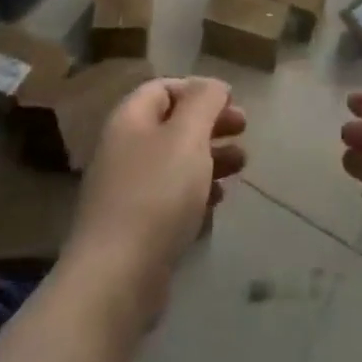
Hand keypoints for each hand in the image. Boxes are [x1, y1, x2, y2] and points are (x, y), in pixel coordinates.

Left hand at [65, 76, 246, 327]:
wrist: (117, 277)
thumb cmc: (156, 194)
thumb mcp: (187, 136)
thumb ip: (204, 103)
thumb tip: (213, 85)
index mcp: (130, 119)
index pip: (163, 88)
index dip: (198, 89)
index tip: (232, 101)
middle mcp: (124, 149)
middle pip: (172, 124)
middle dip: (210, 124)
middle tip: (244, 130)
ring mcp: (128, 189)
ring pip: (175, 161)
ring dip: (210, 157)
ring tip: (242, 166)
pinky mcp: (136, 226)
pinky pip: (171, 197)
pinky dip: (197, 192)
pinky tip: (217, 202)